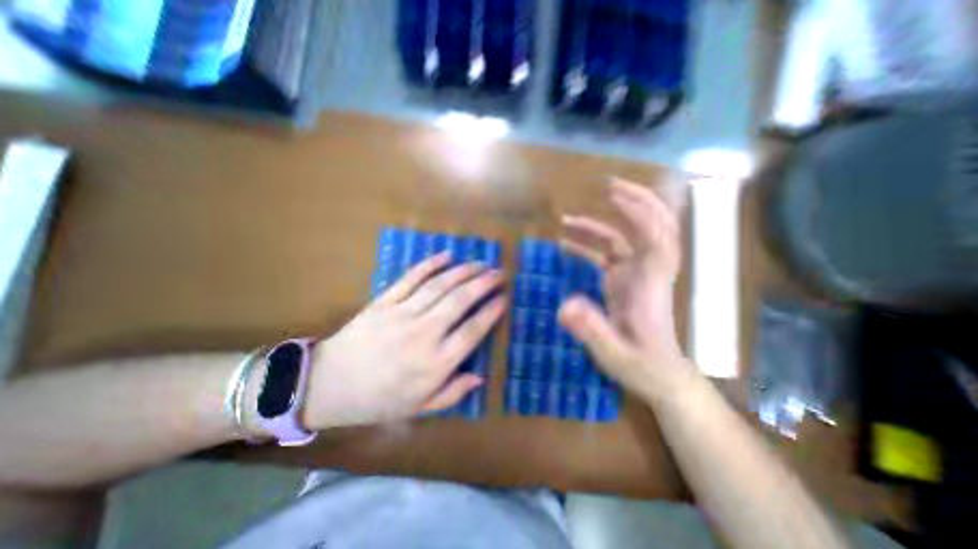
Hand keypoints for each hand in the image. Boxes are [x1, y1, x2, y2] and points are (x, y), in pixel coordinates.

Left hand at [304, 253, 502, 428]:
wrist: (328, 385)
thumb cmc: (378, 400)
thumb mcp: (419, 408)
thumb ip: (453, 393)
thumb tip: (480, 376)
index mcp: (435, 363)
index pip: (472, 331)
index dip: (491, 312)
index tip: (504, 298)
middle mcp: (423, 334)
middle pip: (460, 301)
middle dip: (483, 283)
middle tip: (499, 272)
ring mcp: (402, 314)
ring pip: (439, 286)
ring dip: (463, 271)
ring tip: (480, 263)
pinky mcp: (384, 302)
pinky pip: (410, 278)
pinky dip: (430, 265)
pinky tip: (446, 255)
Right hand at [559, 177, 694, 401]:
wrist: (660, 377)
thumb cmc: (642, 367)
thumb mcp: (614, 355)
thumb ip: (592, 331)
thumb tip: (563, 306)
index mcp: (650, 286)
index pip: (656, 239)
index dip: (641, 213)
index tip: (616, 196)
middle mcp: (647, 273)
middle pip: (654, 227)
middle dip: (637, 202)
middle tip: (610, 186)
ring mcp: (636, 276)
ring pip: (625, 239)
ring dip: (599, 226)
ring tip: (567, 220)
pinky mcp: (624, 283)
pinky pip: (608, 256)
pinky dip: (589, 246)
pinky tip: (566, 245)